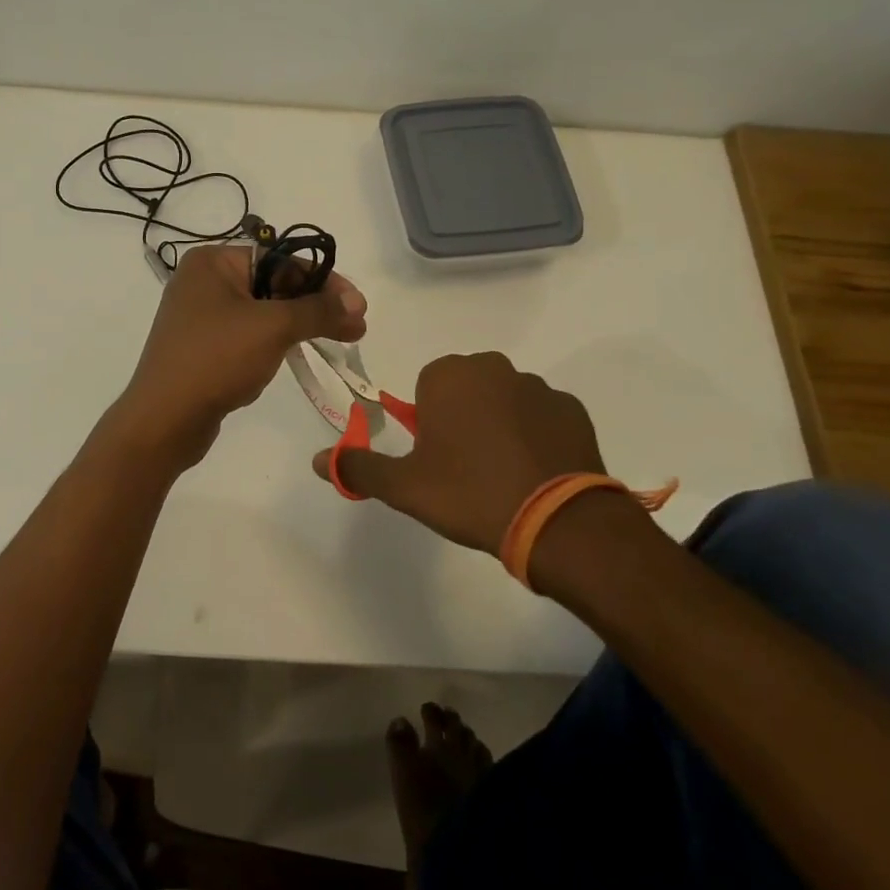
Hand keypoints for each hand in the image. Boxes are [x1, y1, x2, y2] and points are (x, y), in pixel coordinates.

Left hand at [121, 244, 366, 462]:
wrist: (164, 420)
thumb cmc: (216, 359)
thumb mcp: (273, 328)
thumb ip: (318, 311)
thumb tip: (358, 304)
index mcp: (213, 261)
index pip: (281, 259)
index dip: (324, 281)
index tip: (358, 305)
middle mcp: (204, 281)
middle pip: (273, 283)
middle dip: (314, 305)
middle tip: (355, 327)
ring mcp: (201, 315)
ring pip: (263, 311)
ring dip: (299, 324)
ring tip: (338, 339)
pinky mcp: (203, 346)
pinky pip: (248, 334)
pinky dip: (275, 341)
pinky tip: (297, 353)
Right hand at [312, 352, 607, 554]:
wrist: (556, 521)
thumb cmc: (469, 493)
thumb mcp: (404, 487)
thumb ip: (359, 467)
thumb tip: (317, 460)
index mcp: (449, 375)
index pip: (426, 387)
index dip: (427, 424)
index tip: (436, 458)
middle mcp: (493, 367)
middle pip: (466, 389)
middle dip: (462, 418)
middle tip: (465, 468)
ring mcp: (538, 386)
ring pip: (504, 401)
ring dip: (499, 425)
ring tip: (503, 475)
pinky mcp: (573, 409)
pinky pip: (541, 417)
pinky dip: (535, 436)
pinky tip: (535, 472)